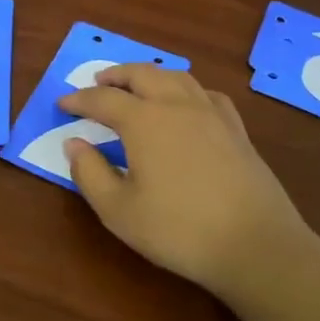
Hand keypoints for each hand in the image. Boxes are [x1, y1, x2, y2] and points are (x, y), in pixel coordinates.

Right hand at [59, 64, 313, 300]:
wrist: (256, 246)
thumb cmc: (179, 230)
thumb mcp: (118, 210)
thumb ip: (89, 173)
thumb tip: (74, 144)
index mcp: (144, 121)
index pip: (103, 99)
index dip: (79, 100)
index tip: (62, 104)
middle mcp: (177, 105)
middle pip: (142, 74)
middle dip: (115, 75)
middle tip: (97, 82)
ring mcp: (211, 115)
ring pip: (176, 76)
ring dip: (149, 75)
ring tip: (137, 85)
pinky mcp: (237, 130)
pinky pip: (206, 94)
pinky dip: (186, 89)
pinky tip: (186, 103)